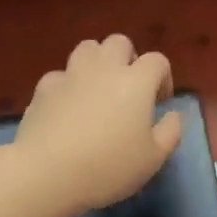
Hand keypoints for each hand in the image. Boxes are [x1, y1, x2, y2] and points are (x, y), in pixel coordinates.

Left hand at [13, 35, 182, 216]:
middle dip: (128, 59)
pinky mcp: (44, 88)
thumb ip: (171, 132)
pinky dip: (67, 85)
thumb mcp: (154, 159)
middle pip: (119, 43)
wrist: (47, 173)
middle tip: (128, 89)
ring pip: (87, 48)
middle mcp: (104, 68)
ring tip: (98, 89)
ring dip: (97, 62)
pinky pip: (60, 75)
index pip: (157, 61)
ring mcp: (71, 74)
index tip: (159, 103)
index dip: (163, 78)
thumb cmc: (109, 167)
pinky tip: (67, 107)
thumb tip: (173, 115)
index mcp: (137, 81)